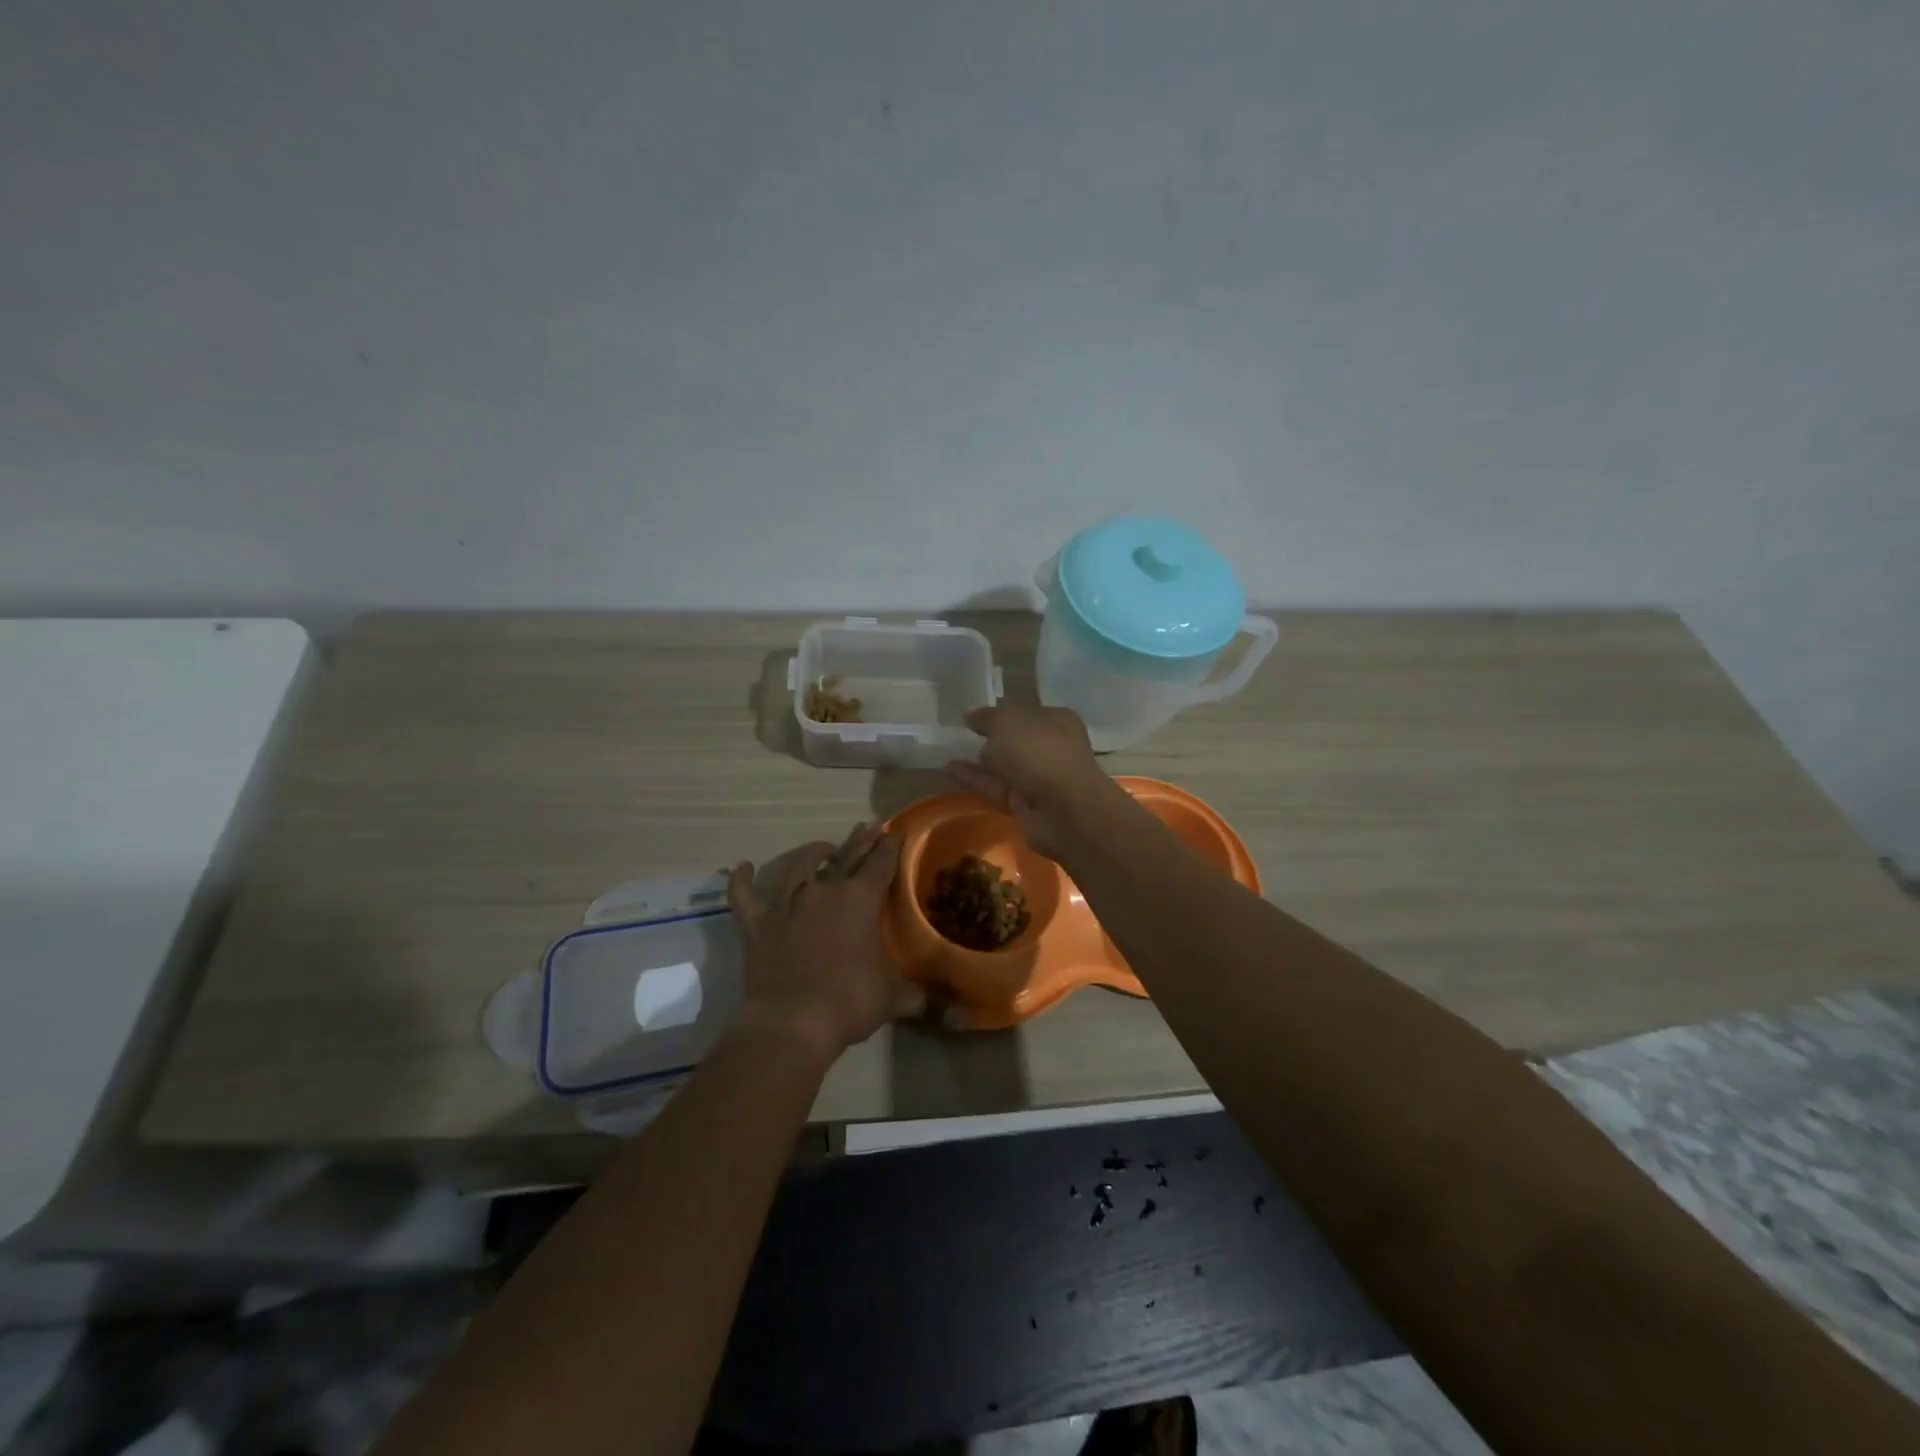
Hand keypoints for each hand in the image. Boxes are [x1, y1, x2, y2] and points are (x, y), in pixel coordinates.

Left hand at [726, 823, 921, 1061]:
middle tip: (869, 827)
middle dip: (861, 841)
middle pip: (846, 856)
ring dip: (812, 853)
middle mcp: (824, 890)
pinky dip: (742, 880)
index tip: (896, 832)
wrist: (791, 1022)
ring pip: (799, 865)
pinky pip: (744, 895)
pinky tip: (743, 866)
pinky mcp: (757, 923)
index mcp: (860, 899)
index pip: (881, 863)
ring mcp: (787, 904)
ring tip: (823, 848)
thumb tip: (934, 1004)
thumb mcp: (892, 998)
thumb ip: (913, 994)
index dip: (891, 846)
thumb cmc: (849, 1002)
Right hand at [945, 704, 1117, 860]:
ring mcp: (1038, 777)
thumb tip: (971, 715)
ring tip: (947, 751)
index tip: (973, 714)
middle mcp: (1050, 747)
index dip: (1000, 710)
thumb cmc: (1040, 752)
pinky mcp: (1024, 804)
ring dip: (978, 760)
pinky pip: (995, 786)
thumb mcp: (1008, 721)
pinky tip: (948, 770)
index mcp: (1056, 720)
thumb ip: (987, 716)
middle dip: (991, 737)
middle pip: (1015, 739)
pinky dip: (974, 779)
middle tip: (958, 732)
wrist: (1064, 809)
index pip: (1025, 711)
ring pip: (1004, 765)